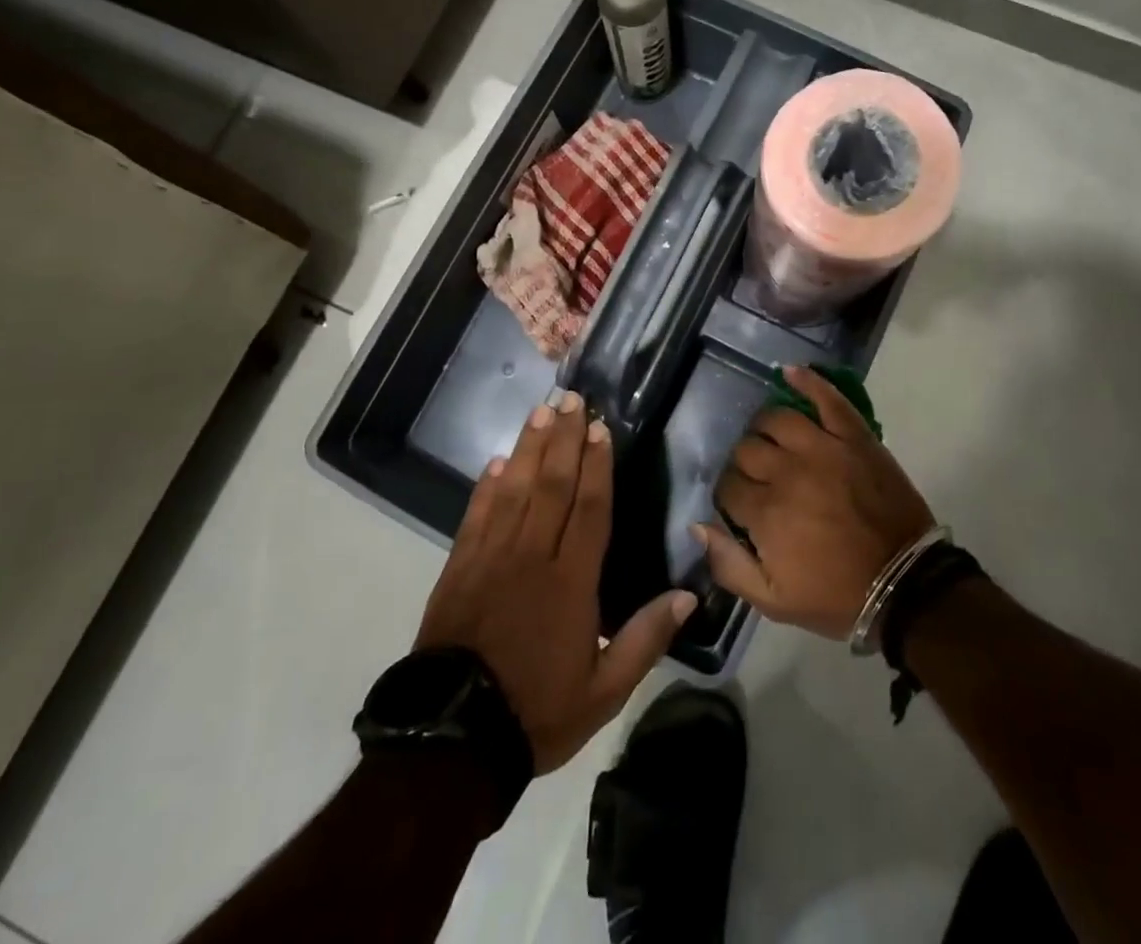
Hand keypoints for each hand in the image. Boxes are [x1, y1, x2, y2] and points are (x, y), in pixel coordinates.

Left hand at [416, 391, 696, 773]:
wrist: (452, 741)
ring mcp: (490, 558)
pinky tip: (497, 462)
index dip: (596, 465)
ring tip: (541, 412)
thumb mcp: (604, 691)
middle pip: (551, 485)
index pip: (588, 509)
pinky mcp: (458, 568)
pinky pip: (476, 515)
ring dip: (529, 448)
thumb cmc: (536, 711)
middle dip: (564, 439)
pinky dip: (487, 486)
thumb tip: (688, 596)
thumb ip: (645, 639)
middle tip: (572, 399)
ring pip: (514, 489)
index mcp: (570, 581)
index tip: (600, 429)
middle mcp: (531, 556)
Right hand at [697, 366, 935, 639]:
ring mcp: (824, 448)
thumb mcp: (775, 601)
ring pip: (776, 419)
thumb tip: (698, 524)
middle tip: (759, 477)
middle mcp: (788, 472)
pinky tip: (790, 372)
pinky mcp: (855, 437)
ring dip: (765, 427)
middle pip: (747, 449)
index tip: (739, 505)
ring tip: (772, 439)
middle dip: (745, 463)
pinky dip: (808, 381)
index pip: (727, 485)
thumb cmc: (838, 596)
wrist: (906, 585)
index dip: (728, 494)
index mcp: (766, 513)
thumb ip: (729, 565)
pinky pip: (827, 399)